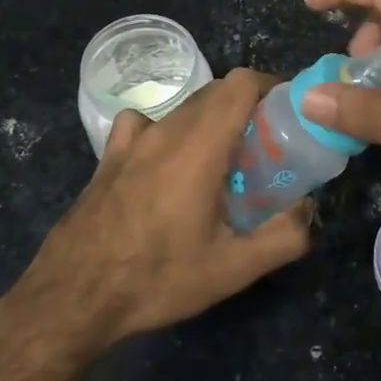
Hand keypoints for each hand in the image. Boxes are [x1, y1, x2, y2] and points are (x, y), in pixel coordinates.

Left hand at [21, 69, 313, 348]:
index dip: (269, 86)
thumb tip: (308, 210)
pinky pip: (145, 124)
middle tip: (264, 146)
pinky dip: (166, 130)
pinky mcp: (109, 155)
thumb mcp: (231, 271)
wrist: (73, 297)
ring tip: (222, 160)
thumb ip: (283, 237)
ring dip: (211, 121)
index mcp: (199, 146)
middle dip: (247, 107)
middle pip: (216, 91)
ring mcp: (133, 140)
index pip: (240, 83)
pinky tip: (165, 163)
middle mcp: (167, 130)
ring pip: (184, 108)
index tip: (286, 113)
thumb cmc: (156, 278)